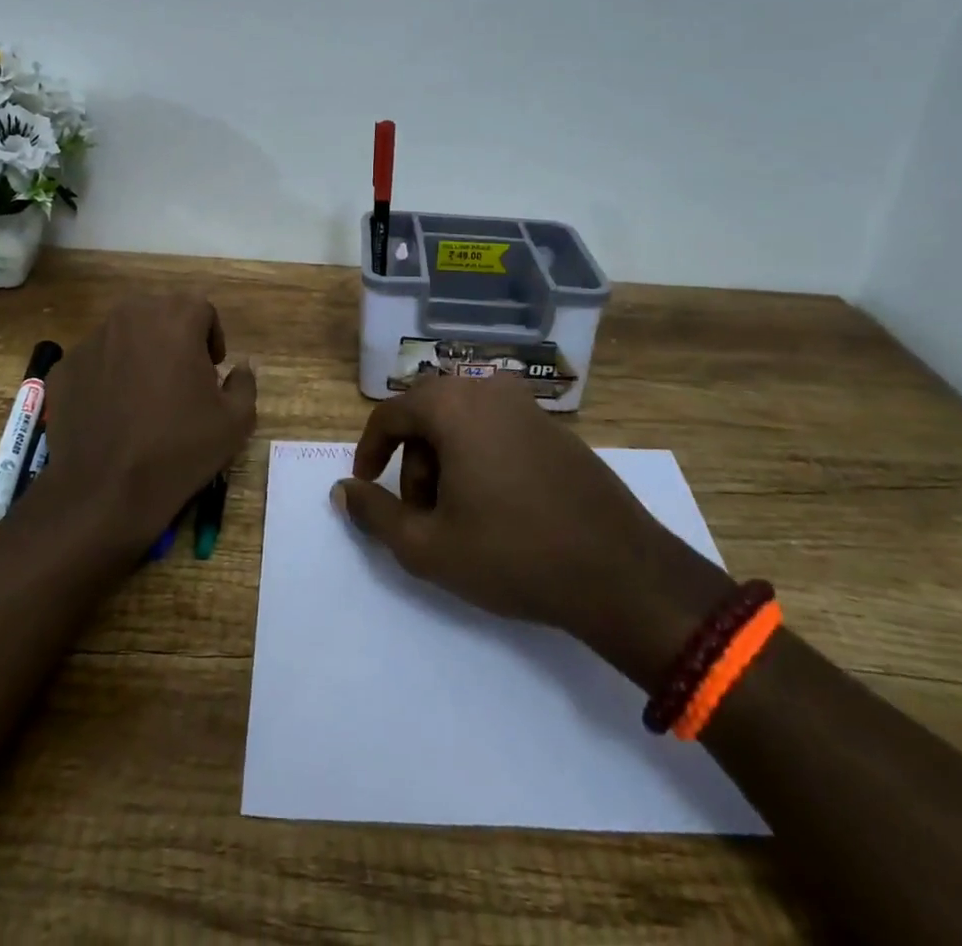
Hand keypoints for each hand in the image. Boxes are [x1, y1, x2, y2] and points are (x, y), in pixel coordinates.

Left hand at [30, 293, 256, 554]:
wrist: (106, 491)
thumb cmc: (179, 449)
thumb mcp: (236, 421)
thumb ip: (244, 382)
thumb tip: (240, 367)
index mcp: (175, 319)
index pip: (201, 307)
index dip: (211, 336)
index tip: (212, 370)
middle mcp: (130, 317)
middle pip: (160, 312)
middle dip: (174, 337)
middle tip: (181, 377)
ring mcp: (91, 342)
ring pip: (124, 334)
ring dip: (140, 352)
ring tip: (145, 395)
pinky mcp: (64, 368)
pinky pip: (95, 361)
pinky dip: (107, 375)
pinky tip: (113, 413)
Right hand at [334, 376, 731, 687]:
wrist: (619, 571)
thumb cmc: (512, 554)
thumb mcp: (427, 546)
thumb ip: (375, 513)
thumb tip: (342, 490)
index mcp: (452, 405)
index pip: (390, 414)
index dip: (370, 452)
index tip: (368, 488)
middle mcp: (487, 389)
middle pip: (427, 413)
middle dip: (412, 460)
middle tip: (420, 511)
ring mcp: (526, 404)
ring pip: (462, 420)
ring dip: (445, 459)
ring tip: (458, 514)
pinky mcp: (555, 426)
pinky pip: (496, 427)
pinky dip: (479, 455)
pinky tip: (495, 504)